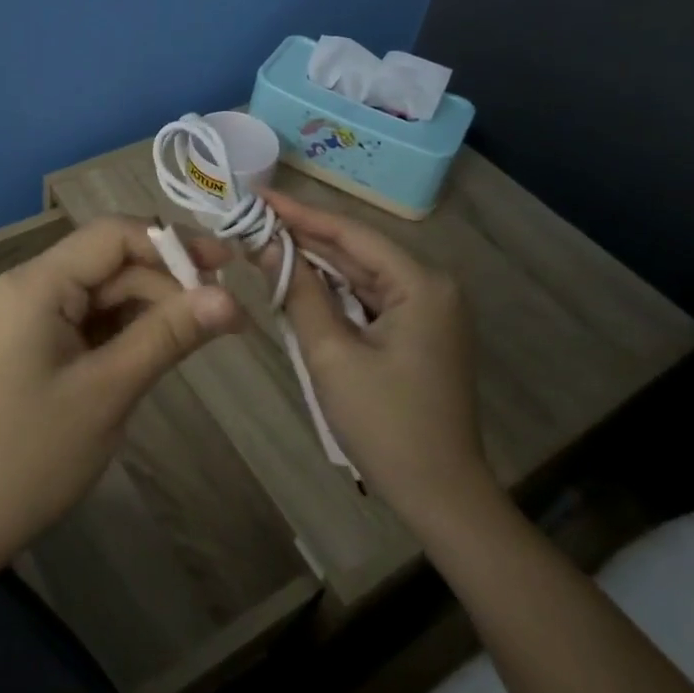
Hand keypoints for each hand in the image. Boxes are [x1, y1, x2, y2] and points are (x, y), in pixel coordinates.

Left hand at [0, 216, 237, 571]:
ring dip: (152, 304)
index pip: (113, 235)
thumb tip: (231, 297)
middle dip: (167, 279)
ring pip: (104, 289)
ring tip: (206, 329)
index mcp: (36, 283)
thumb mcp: (109, 391)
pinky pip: (90, 317)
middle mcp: (30, 284)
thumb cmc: (32, 455)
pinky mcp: (36, 341)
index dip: (173, 243)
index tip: (227, 267)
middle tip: (226, 312)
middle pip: (110, 260)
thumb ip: (168, 334)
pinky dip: (128, 326)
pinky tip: (164, 342)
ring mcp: (30, 313)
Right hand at [257, 188, 498, 526]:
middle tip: (252, 219)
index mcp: (420, 284)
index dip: (300, 213)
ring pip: (360, 273)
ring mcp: (428, 309)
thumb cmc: (385, 424)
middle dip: (304, 236)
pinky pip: (368, 297)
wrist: (441, 496)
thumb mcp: (331, 355)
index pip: (350, 233)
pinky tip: (297, 281)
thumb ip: (298, 292)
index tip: (257, 196)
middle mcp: (430, 285)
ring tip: (263, 243)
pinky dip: (333, 291)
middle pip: (357, 249)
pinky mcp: (418, 330)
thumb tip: (264, 245)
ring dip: (315, 263)